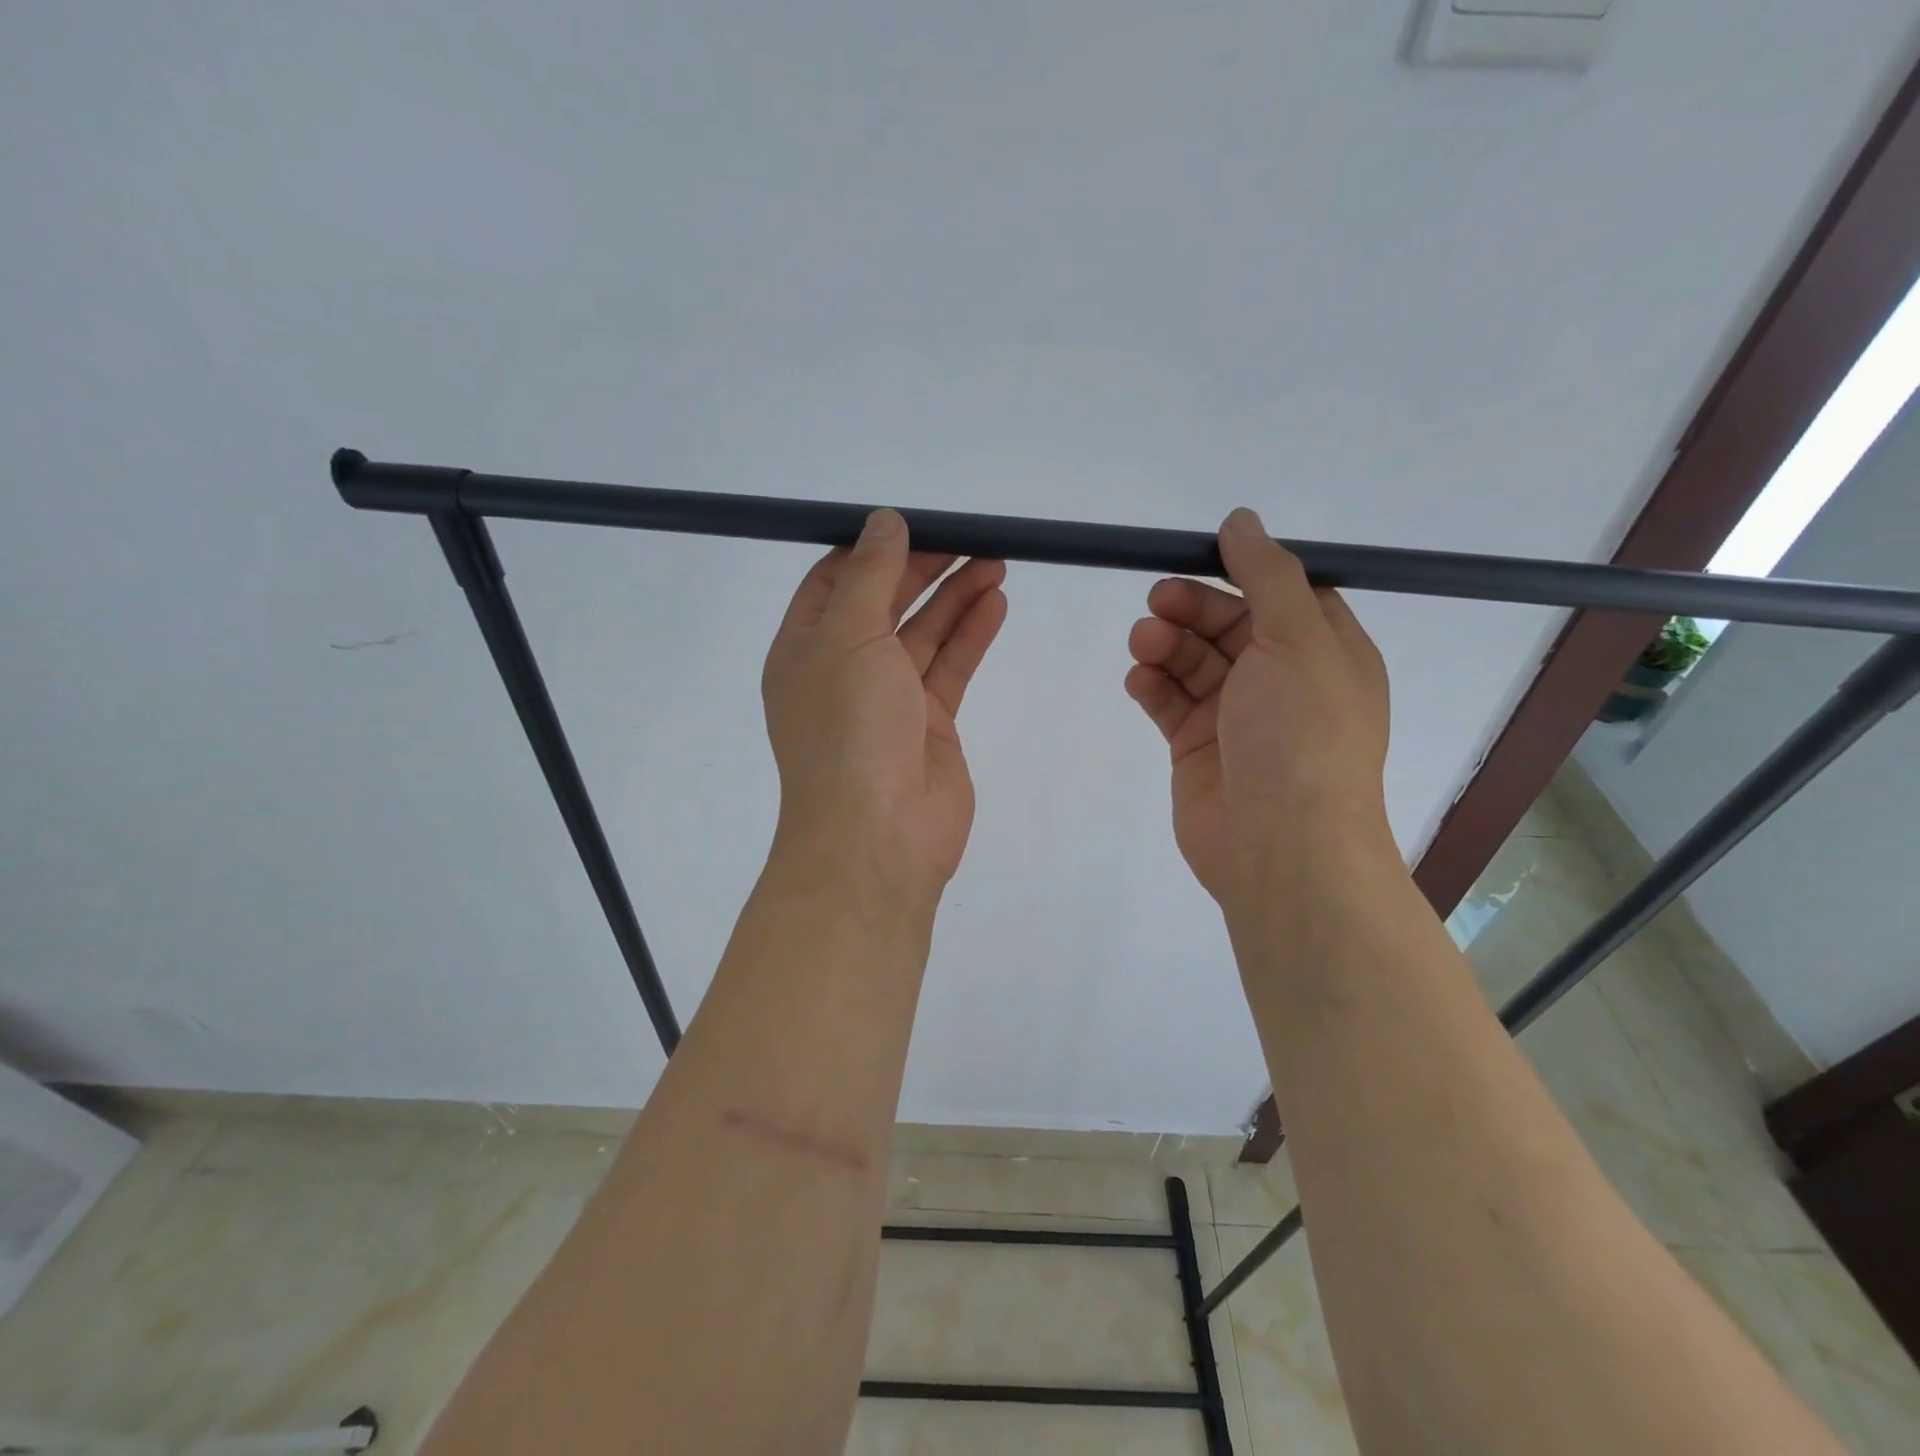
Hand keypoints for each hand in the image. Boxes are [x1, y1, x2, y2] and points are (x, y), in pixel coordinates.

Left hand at [762, 509, 1007, 899]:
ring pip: (923, 635)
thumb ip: (868, 576)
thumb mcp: (847, 637)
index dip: (870, 549)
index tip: (911, 523)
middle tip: (969, 537)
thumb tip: (883, 521)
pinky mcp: (929, 724)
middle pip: (885, 604)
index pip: (834, 583)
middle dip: (924, 568)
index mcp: (805, 649)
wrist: (878, 836)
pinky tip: (995, 602)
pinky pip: (949, 668)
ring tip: (996, 561)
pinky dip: (970, 635)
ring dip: (955, 597)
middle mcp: (843, 671)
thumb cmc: (848, 729)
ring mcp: (888, 700)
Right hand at [1124, 507, 1391, 909]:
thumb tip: (1241, 520)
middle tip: (1157, 602)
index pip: (1280, 593)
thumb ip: (1268, 575)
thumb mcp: (1298, 640)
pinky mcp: (1197, 748)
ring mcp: (1237, 716)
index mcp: (1324, 651)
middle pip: (1228, 624)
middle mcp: (1282, 680)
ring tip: (1144, 644)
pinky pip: (1170, 702)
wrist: (1280, 847)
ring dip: (1166, 644)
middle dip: (1191, 608)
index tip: (1196, 558)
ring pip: (1193, 662)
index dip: (1239, 572)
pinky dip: (1152, 685)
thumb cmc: (1301, 736)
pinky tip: (1139, 680)